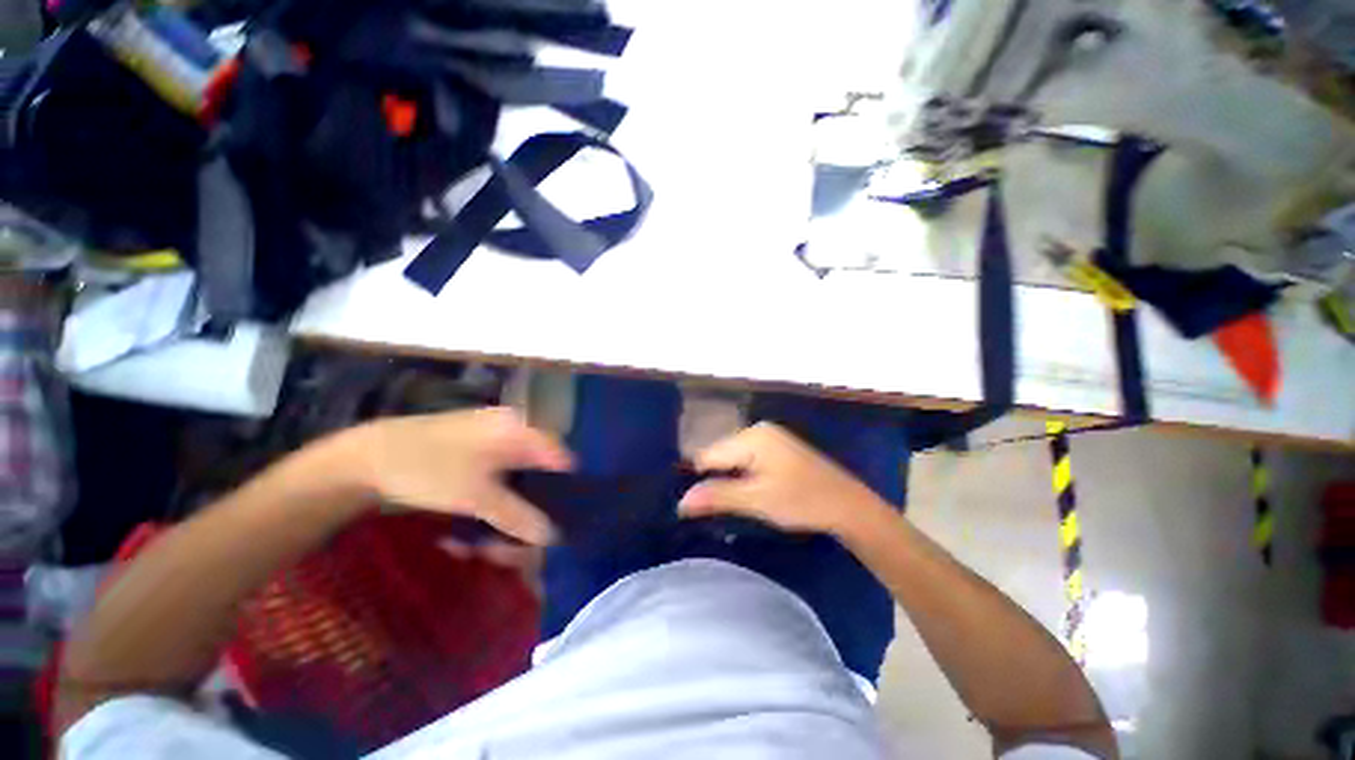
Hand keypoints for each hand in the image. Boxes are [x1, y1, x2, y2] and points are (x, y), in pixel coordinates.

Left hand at [348, 407, 573, 544]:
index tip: (561, 519)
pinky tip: (474, 527)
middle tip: (518, 539)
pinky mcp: (474, 453)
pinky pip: (497, 479)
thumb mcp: (476, 496)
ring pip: (517, 478)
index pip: (560, 457)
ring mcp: (491, 440)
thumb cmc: (429, 469)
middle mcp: (511, 430)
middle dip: (532, 506)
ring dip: (508, 510)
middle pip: (538, 470)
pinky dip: (492, 502)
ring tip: (488, 541)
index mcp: (519, 429)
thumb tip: (552, 535)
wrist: (366, 458)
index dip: (566, 487)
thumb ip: (517, 516)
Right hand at [678, 422, 886, 535]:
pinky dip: (743, 476)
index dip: (700, 480)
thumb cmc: (802, 501)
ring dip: (729, 479)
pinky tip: (749, 493)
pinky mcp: (778, 448)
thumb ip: (717, 496)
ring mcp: (770, 437)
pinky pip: (748, 459)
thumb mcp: (756, 500)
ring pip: (733, 458)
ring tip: (733, 502)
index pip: (708, 455)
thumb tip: (680, 502)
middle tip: (717, 507)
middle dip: (716, 479)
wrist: (848, 506)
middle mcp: (758, 429)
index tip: (697, 505)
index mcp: (752, 436)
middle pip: (720, 454)